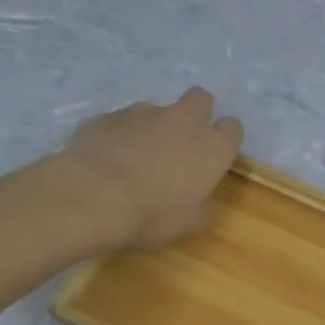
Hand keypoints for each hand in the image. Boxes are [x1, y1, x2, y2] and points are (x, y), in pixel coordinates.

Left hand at [59, 88, 243, 251]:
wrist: (91, 198)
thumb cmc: (152, 215)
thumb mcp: (189, 226)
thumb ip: (201, 208)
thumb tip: (200, 203)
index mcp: (212, 148)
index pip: (232, 128)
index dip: (224, 140)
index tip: (214, 157)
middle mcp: (182, 121)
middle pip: (200, 98)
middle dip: (195, 114)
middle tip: (180, 143)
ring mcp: (142, 113)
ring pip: (156, 110)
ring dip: (152, 128)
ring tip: (134, 159)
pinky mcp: (107, 116)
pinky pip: (120, 122)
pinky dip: (119, 136)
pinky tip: (106, 160)